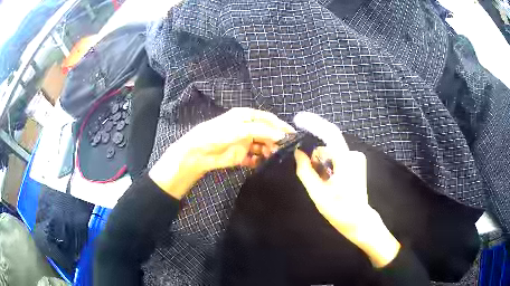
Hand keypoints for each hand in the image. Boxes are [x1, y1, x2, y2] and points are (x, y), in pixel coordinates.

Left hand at [149, 108, 294, 198]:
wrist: (200, 152)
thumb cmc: (219, 134)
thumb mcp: (241, 128)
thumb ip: (262, 131)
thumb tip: (282, 135)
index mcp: (247, 116)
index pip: (269, 119)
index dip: (281, 126)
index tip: (293, 135)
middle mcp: (248, 128)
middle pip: (267, 134)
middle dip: (275, 141)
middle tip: (283, 150)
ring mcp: (245, 142)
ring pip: (262, 147)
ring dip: (268, 152)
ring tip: (271, 157)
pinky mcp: (241, 156)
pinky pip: (254, 158)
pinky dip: (258, 161)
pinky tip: (257, 163)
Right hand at [293, 113, 399, 267]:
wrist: (359, 220)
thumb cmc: (339, 210)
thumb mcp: (318, 194)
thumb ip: (306, 171)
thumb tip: (298, 153)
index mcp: (346, 161)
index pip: (330, 134)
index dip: (314, 124)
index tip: (298, 120)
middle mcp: (353, 155)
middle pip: (326, 147)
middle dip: (316, 159)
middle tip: (315, 180)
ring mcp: (356, 159)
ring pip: (330, 153)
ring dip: (322, 165)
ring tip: (324, 185)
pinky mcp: (356, 162)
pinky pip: (336, 157)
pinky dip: (329, 166)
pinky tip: (330, 181)